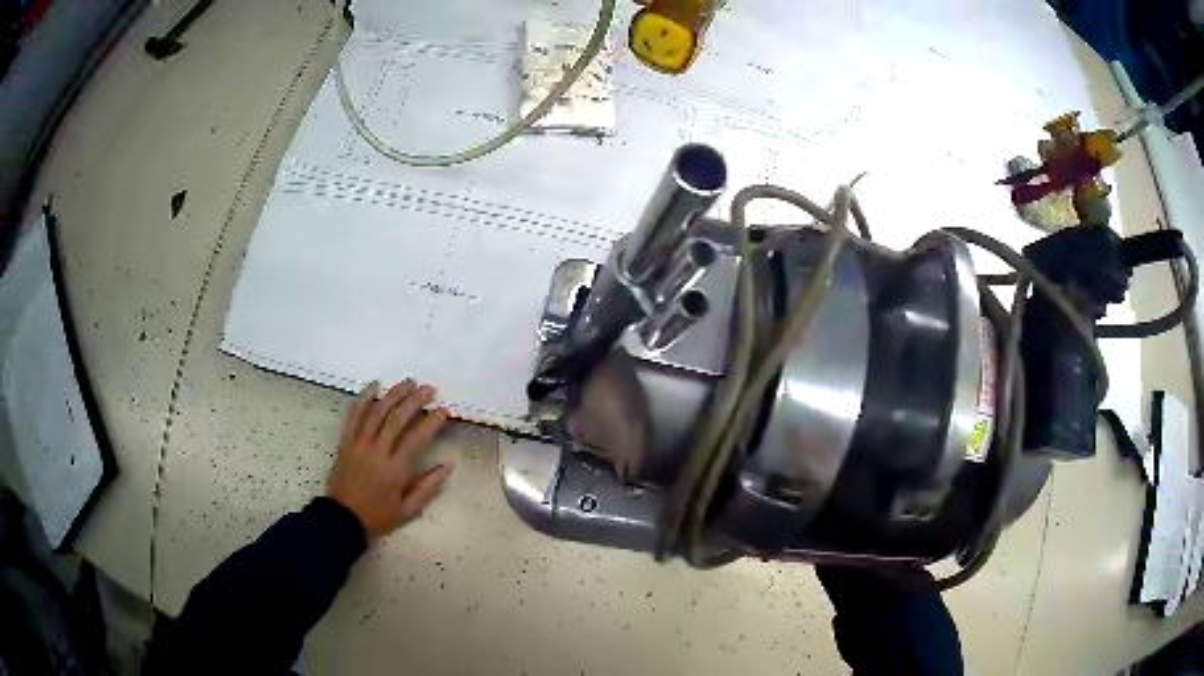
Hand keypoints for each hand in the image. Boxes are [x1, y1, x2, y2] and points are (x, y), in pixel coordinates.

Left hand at [327, 380, 452, 538]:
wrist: (342, 518)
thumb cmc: (378, 516)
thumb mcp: (408, 510)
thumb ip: (428, 486)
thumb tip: (447, 464)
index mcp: (395, 470)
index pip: (416, 439)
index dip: (431, 422)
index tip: (443, 411)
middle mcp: (377, 452)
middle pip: (396, 419)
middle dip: (414, 401)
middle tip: (428, 389)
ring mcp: (359, 444)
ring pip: (376, 412)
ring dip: (393, 394)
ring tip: (408, 382)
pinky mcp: (346, 442)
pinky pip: (354, 416)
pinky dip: (363, 399)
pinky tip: (373, 386)